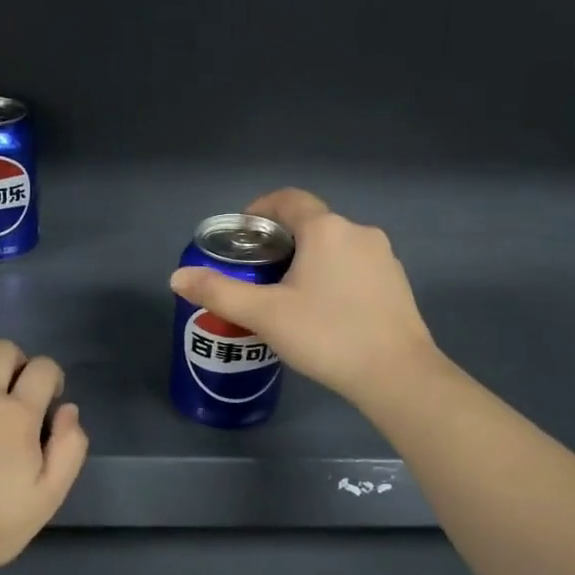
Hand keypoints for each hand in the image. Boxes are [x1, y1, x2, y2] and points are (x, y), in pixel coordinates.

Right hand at [169, 188, 439, 407]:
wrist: (397, 374)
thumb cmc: (327, 335)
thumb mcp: (264, 315)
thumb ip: (219, 292)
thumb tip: (177, 277)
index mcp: (326, 229)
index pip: (288, 199)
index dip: (260, 208)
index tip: (241, 233)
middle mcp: (358, 232)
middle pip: (311, 223)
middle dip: (280, 241)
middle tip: (256, 272)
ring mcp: (383, 257)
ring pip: (334, 247)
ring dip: (308, 259)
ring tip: (286, 295)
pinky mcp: (396, 283)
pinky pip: (355, 267)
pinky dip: (333, 276)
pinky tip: (323, 311)